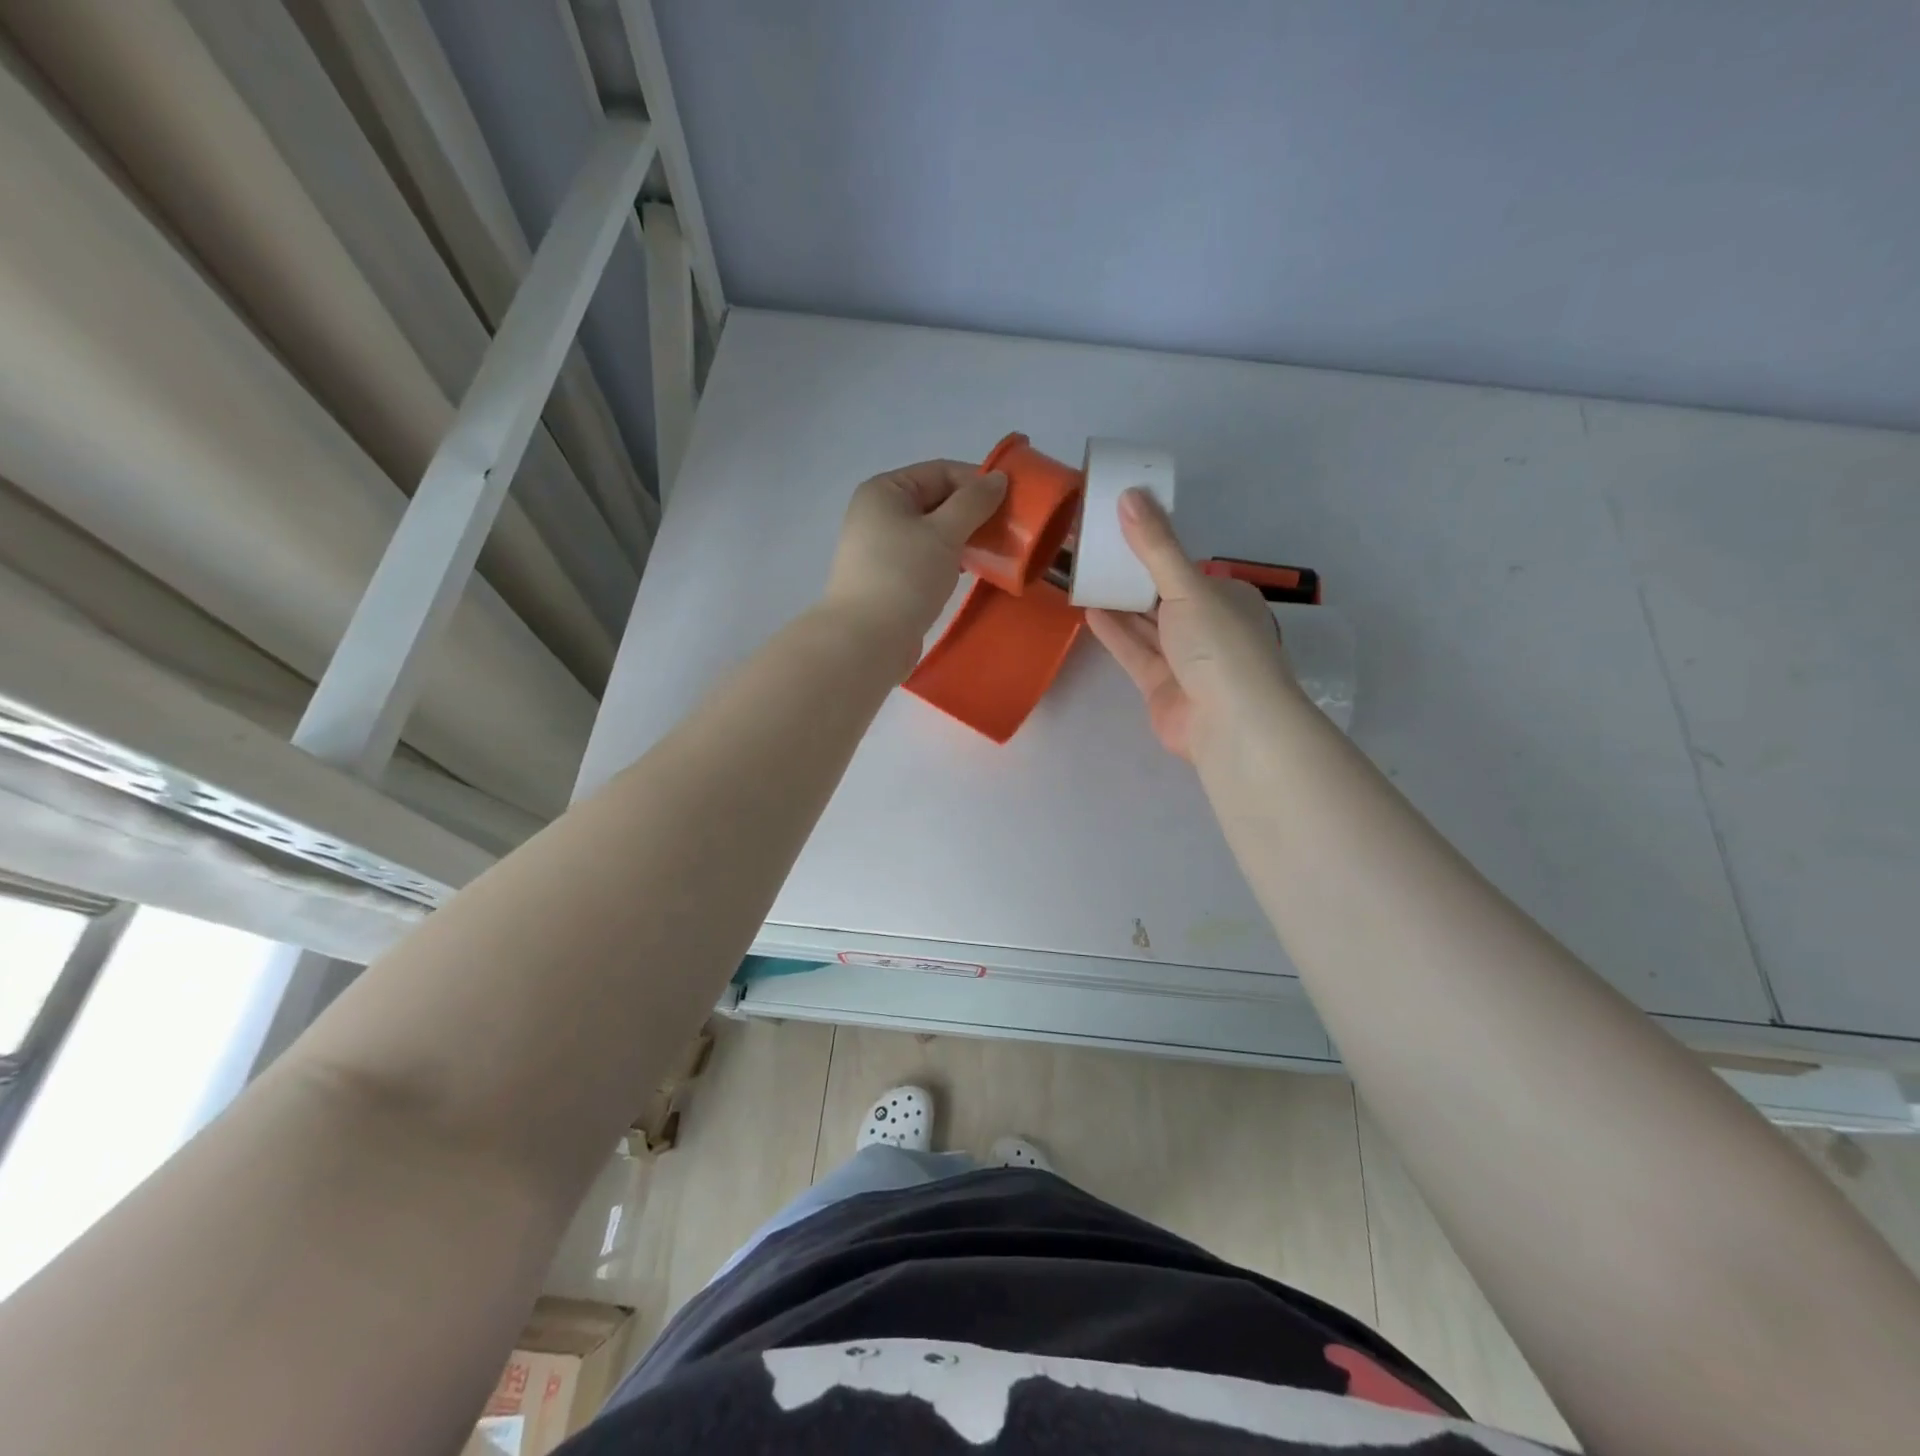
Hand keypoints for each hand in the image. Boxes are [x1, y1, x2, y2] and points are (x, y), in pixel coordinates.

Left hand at [824, 460, 1007, 647]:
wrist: (867, 640)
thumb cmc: (904, 577)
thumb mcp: (944, 533)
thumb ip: (974, 502)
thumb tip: (999, 479)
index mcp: (885, 491)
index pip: (940, 472)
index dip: (978, 481)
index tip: (1014, 501)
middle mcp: (878, 514)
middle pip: (936, 500)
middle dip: (973, 512)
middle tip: (1009, 528)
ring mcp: (881, 548)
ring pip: (933, 532)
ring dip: (964, 538)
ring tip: (995, 550)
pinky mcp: (889, 579)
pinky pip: (926, 558)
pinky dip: (949, 560)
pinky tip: (971, 571)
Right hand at [1085, 488, 1297, 760]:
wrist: (1230, 723)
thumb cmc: (1218, 644)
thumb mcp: (1188, 586)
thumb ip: (1156, 546)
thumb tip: (1130, 493)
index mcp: (1226, 597)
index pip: (1185, 568)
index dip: (1153, 548)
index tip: (1119, 529)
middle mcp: (1208, 626)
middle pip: (1163, 596)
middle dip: (1130, 576)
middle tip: (1091, 550)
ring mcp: (1184, 659)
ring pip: (1147, 625)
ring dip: (1118, 604)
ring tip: (1083, 576)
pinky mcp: (1161, 685)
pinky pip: (1135, 652)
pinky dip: (1115, 633)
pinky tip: (1089, 611)